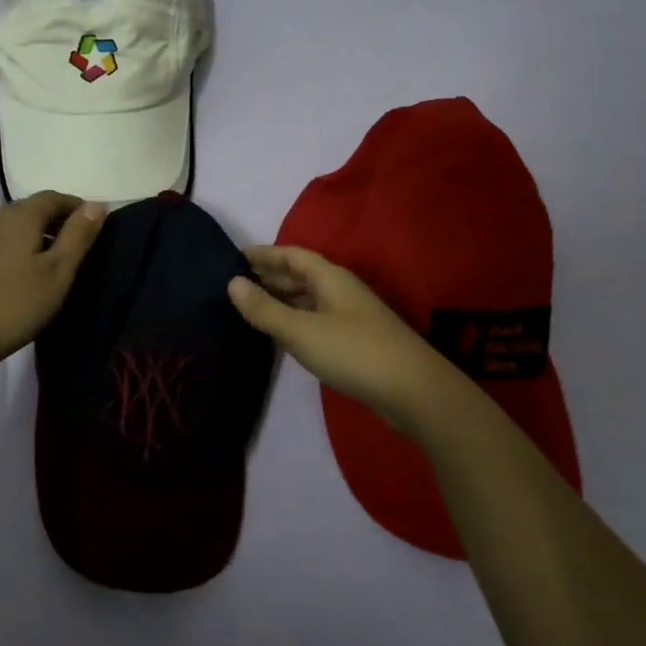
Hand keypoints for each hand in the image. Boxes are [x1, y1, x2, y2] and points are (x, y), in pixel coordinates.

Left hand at [0, 192, 105, 375]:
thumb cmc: (14, 305)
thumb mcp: (57, 272)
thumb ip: (78, 236)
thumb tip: (97, 204)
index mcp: (20, 215)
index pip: (54, 197)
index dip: (77, 208)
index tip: (95, 228)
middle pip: (32, 208)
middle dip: (57, 221)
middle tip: (78, 248)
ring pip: (14, 225)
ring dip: (37, 235)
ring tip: (53, 264)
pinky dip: (18, 247)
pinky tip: (23, 273)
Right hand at [227, 245, 437, 432]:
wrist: (413, 391)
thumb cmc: (353, 352)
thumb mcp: (300, 330)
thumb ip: (265, 308)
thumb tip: (232, 282)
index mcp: (330, 278)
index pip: (291, 255)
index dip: (264, 254)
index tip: (235, 256)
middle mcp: (341, 290)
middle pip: (301, 274)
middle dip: (270, 275)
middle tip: (236, 282)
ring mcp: (351, 315)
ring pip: (309, 298)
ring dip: (282, 298)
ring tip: (251, 305)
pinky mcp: (356, 340)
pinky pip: (316, 318)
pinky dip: (295, 318)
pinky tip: (282, 332)